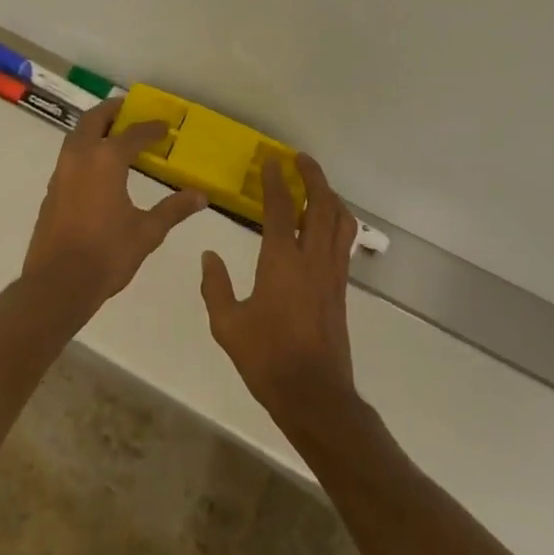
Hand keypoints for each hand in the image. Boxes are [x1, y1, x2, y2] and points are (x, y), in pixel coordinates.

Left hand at [22, 97, 207, 313]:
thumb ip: (173, 209)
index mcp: (106, 160)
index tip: (166, 127)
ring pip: (77, 136)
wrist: (57, 285)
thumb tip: (201, 196)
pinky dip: (85, 149)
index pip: (133, 133)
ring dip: (94, 128)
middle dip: (112, 111)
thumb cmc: (106, 254)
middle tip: (130, 110)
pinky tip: (98, 168)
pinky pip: (70, 156)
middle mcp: (81, 156)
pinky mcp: (52, 191)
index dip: (152, 128)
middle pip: (94, 119)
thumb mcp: (147, 231)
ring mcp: (61, 173)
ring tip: (114, 134)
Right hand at [199, 153, 360, 429]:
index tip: (271, 160)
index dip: (276, 181)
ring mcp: (332, 273)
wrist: (314, 395)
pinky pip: (344, 242)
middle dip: (313, 176)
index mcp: (282, 262)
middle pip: (320, 205)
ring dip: (330, 196)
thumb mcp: (228, 326)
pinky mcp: (341, 288)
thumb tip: (209, 256)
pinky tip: (328, 223)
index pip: (281, 208)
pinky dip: (339, 220)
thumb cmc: (267, 359)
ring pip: (340, 221)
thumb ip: (216, 287)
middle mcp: (312, 259)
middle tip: (300, 159)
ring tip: (317, 184)